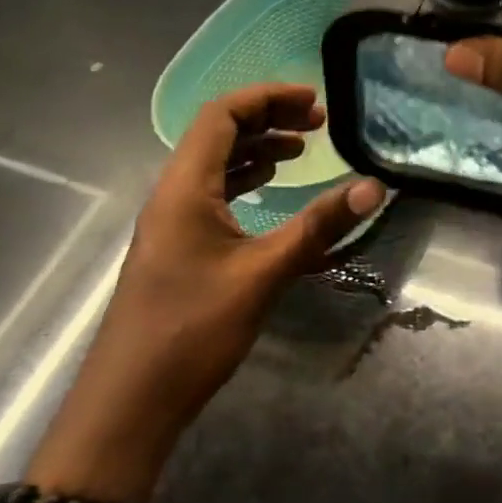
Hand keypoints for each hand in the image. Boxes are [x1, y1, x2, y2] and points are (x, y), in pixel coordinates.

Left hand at [31, 84, 384, 502]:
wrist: (129, 405)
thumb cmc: (192, 332)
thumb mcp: (263, 274)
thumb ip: (319, 226)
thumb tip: (373, 185)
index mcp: (184, 187)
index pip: (221, 115)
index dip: (267, 98)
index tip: (313, 101)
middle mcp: (172, 193)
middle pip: (217, 133)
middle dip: (268, 119)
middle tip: (317, 122)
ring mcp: (171, 221)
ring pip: (215, 163)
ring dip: (257, 149)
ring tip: (302, 150)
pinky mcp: (177, 246)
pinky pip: (212, 192)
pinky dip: (245, 179)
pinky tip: (270, 189)